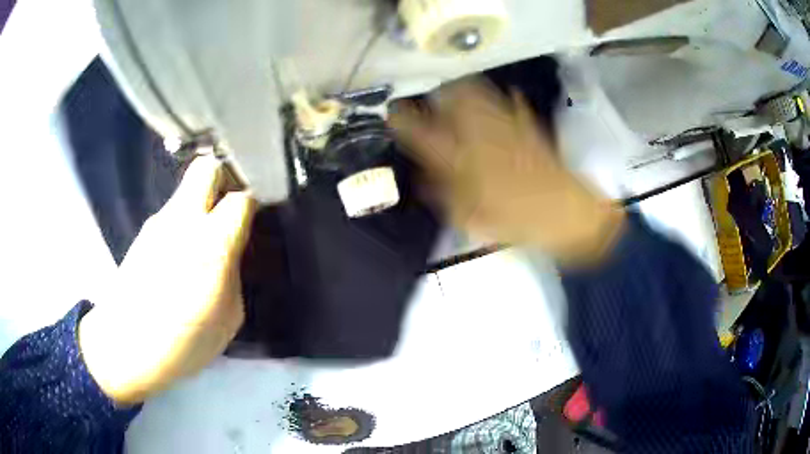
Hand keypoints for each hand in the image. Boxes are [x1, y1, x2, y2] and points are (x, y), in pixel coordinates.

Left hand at [79, 156, 255, 403]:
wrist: (125, 347)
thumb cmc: (182, 342)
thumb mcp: (228, 318)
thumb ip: (233, 274)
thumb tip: (231, 252)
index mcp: (210, 244)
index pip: (241, 198)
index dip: (252, 203)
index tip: (254, 217)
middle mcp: (182, 221)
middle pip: (207, 168)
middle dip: (224, 178)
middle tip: (230, 208)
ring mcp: (157, 224)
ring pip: (186, 192)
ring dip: (201, 207)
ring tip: (203, 246)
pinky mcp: (143, 233)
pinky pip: (171, 216)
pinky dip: (183, 226)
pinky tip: (181, 260)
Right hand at [389, 80, 623, 264]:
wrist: (567, 214)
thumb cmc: (517, 222)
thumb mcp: (471, 219)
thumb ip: (444, 196)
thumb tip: (424, 179)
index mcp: (463, 159)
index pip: (423, 133)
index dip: (403, 119)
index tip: (392, 112)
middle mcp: (482, 134)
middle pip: (453, 99)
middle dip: (437, 91)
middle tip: (430, 94)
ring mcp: (507, 126)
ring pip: (479, 94)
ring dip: (463, 88)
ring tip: (455, 88)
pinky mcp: (529, 126)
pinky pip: (512, 103)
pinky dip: (503, 98)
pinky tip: (502, 96)